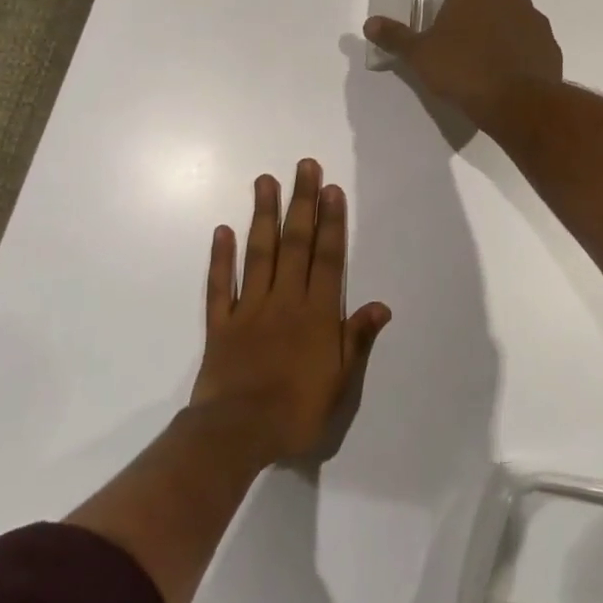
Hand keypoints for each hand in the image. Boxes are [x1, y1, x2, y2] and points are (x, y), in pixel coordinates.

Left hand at [190, 159, 390, 465]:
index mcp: (317, 314)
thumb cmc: (297, 412)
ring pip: (259, 254)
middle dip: (301, 203)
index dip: (331, 222)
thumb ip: (357, 339)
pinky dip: (221, 257)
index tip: (330, 188)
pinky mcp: (221, 324)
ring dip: (263, 215)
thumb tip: (381, 304)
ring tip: (265, 181)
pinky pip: (220, 285)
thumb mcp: (341, 383)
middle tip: (303, 166)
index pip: (328, 258)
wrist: (236, 435)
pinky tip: (223, 230)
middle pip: (295, 244)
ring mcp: (250, 309)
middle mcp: (285, 300)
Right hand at [363, 0, 562, 133]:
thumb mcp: (420, 55)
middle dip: (490, 8)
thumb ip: (396, 37)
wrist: (514, 101)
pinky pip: (534, 43)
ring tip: (491, 62)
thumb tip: (369, 24)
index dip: (460, 5)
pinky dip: (525, 53)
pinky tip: (510, 76)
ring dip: (509, 30)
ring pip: (521, 15)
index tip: (451, 31)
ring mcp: (536, 19)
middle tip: (472, 40)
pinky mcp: (551, 45)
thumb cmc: (461, 69)